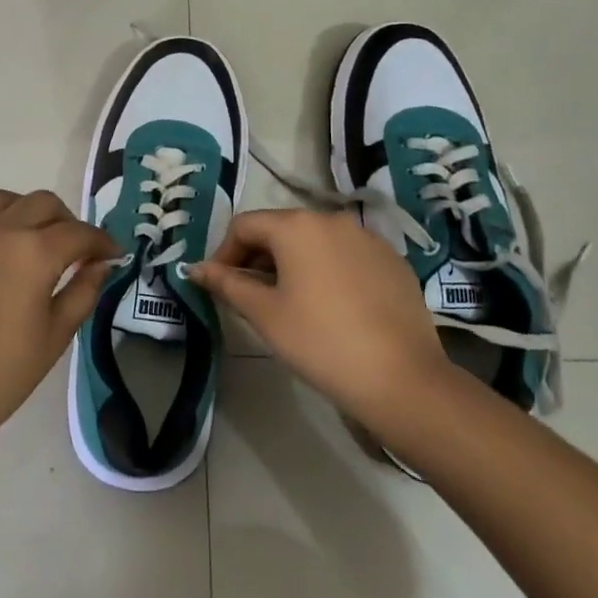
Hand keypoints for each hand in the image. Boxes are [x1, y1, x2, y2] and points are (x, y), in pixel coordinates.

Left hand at [0, 156, 120, 450]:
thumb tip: (102, 263)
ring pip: (1, 201)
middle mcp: (1, 230)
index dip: (102, 243)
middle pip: (43, 205)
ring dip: (23, 209)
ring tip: (33, 232)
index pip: (80, 234)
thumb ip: (83, 291)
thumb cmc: (2, 374)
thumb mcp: (56, 336)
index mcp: (36, 252)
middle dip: (67, 223)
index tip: (114, 255)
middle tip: (75, 252)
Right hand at [189, 209, 452, 430]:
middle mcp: (332, 219)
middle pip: (280, 229)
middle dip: (257, 258)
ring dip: (292, 264)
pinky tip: (330, 308)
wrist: (401, 378)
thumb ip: (226, 283)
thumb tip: (195, 268)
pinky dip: (326, 271)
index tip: (219, 287)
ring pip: (314, 242)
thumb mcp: (264, 314)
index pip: (245, 226)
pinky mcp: (392, 261)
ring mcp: (367, 238)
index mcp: (297, 225)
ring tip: (289, 303)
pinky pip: (345, 256)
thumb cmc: (320, 341)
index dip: (223, 253)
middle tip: (249, 298)